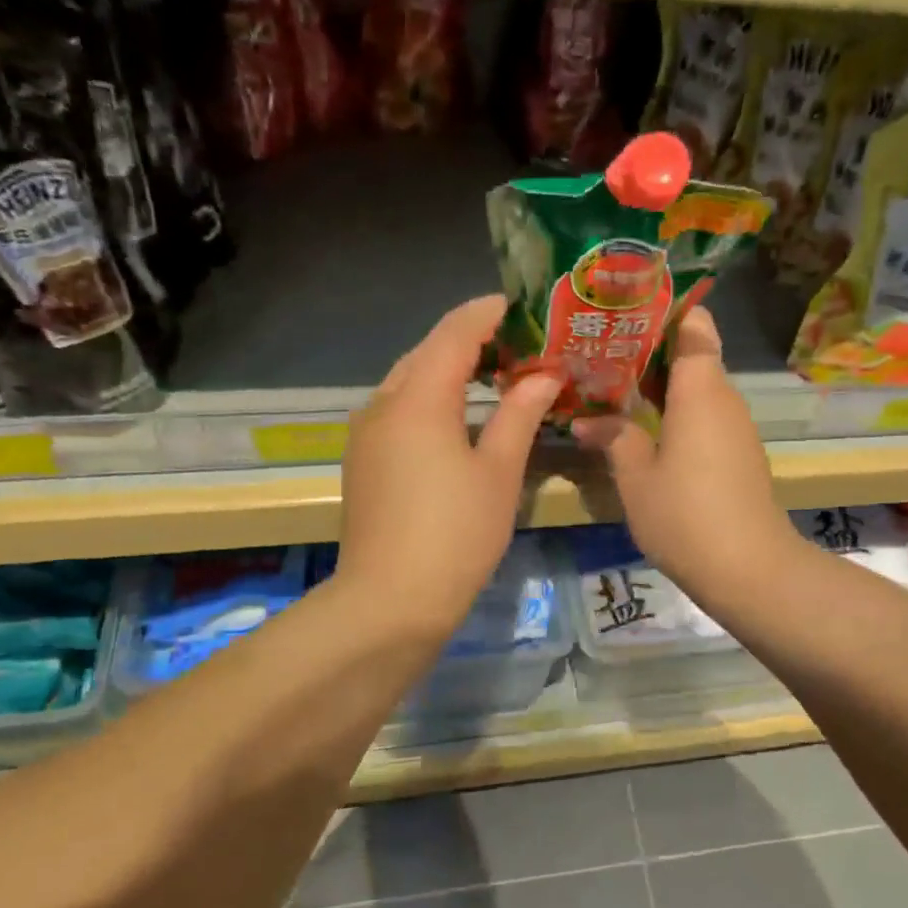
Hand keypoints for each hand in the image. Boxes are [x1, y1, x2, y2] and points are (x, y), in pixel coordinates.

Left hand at [338, 295, 561, 638]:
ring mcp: (366, 434)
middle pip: (427, 352)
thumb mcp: (498, 472)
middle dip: (471, 340)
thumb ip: (520, 414)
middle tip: (519, 345)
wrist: (391, 601)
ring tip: (494, 377)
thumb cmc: (456, 534)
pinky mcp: (362, 461)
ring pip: (409, 381)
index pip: (455, 332)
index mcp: (418, 398)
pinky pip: (398, 410)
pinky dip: (430, 400)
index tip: (523, 306)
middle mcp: (382, 404)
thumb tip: (544, 375)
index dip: (489, 312)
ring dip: (448, 371)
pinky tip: (457, 419)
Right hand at [573, 306, 801, 598]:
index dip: (666, 311)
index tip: (627, 312)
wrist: (748, 569)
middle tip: (602, 353)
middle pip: (694, 355)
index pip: (695, 324)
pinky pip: (706, 417)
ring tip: (614, 389)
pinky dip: (678, 414)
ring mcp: (736, 428)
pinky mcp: (739, 455)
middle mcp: (724, 398)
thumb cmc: (685, 514)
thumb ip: (614, 438)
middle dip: (651, 351)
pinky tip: (644, 429)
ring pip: (699, 389)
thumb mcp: (636, 477)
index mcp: (701, 388)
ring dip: (662, 387)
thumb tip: (588, 420)